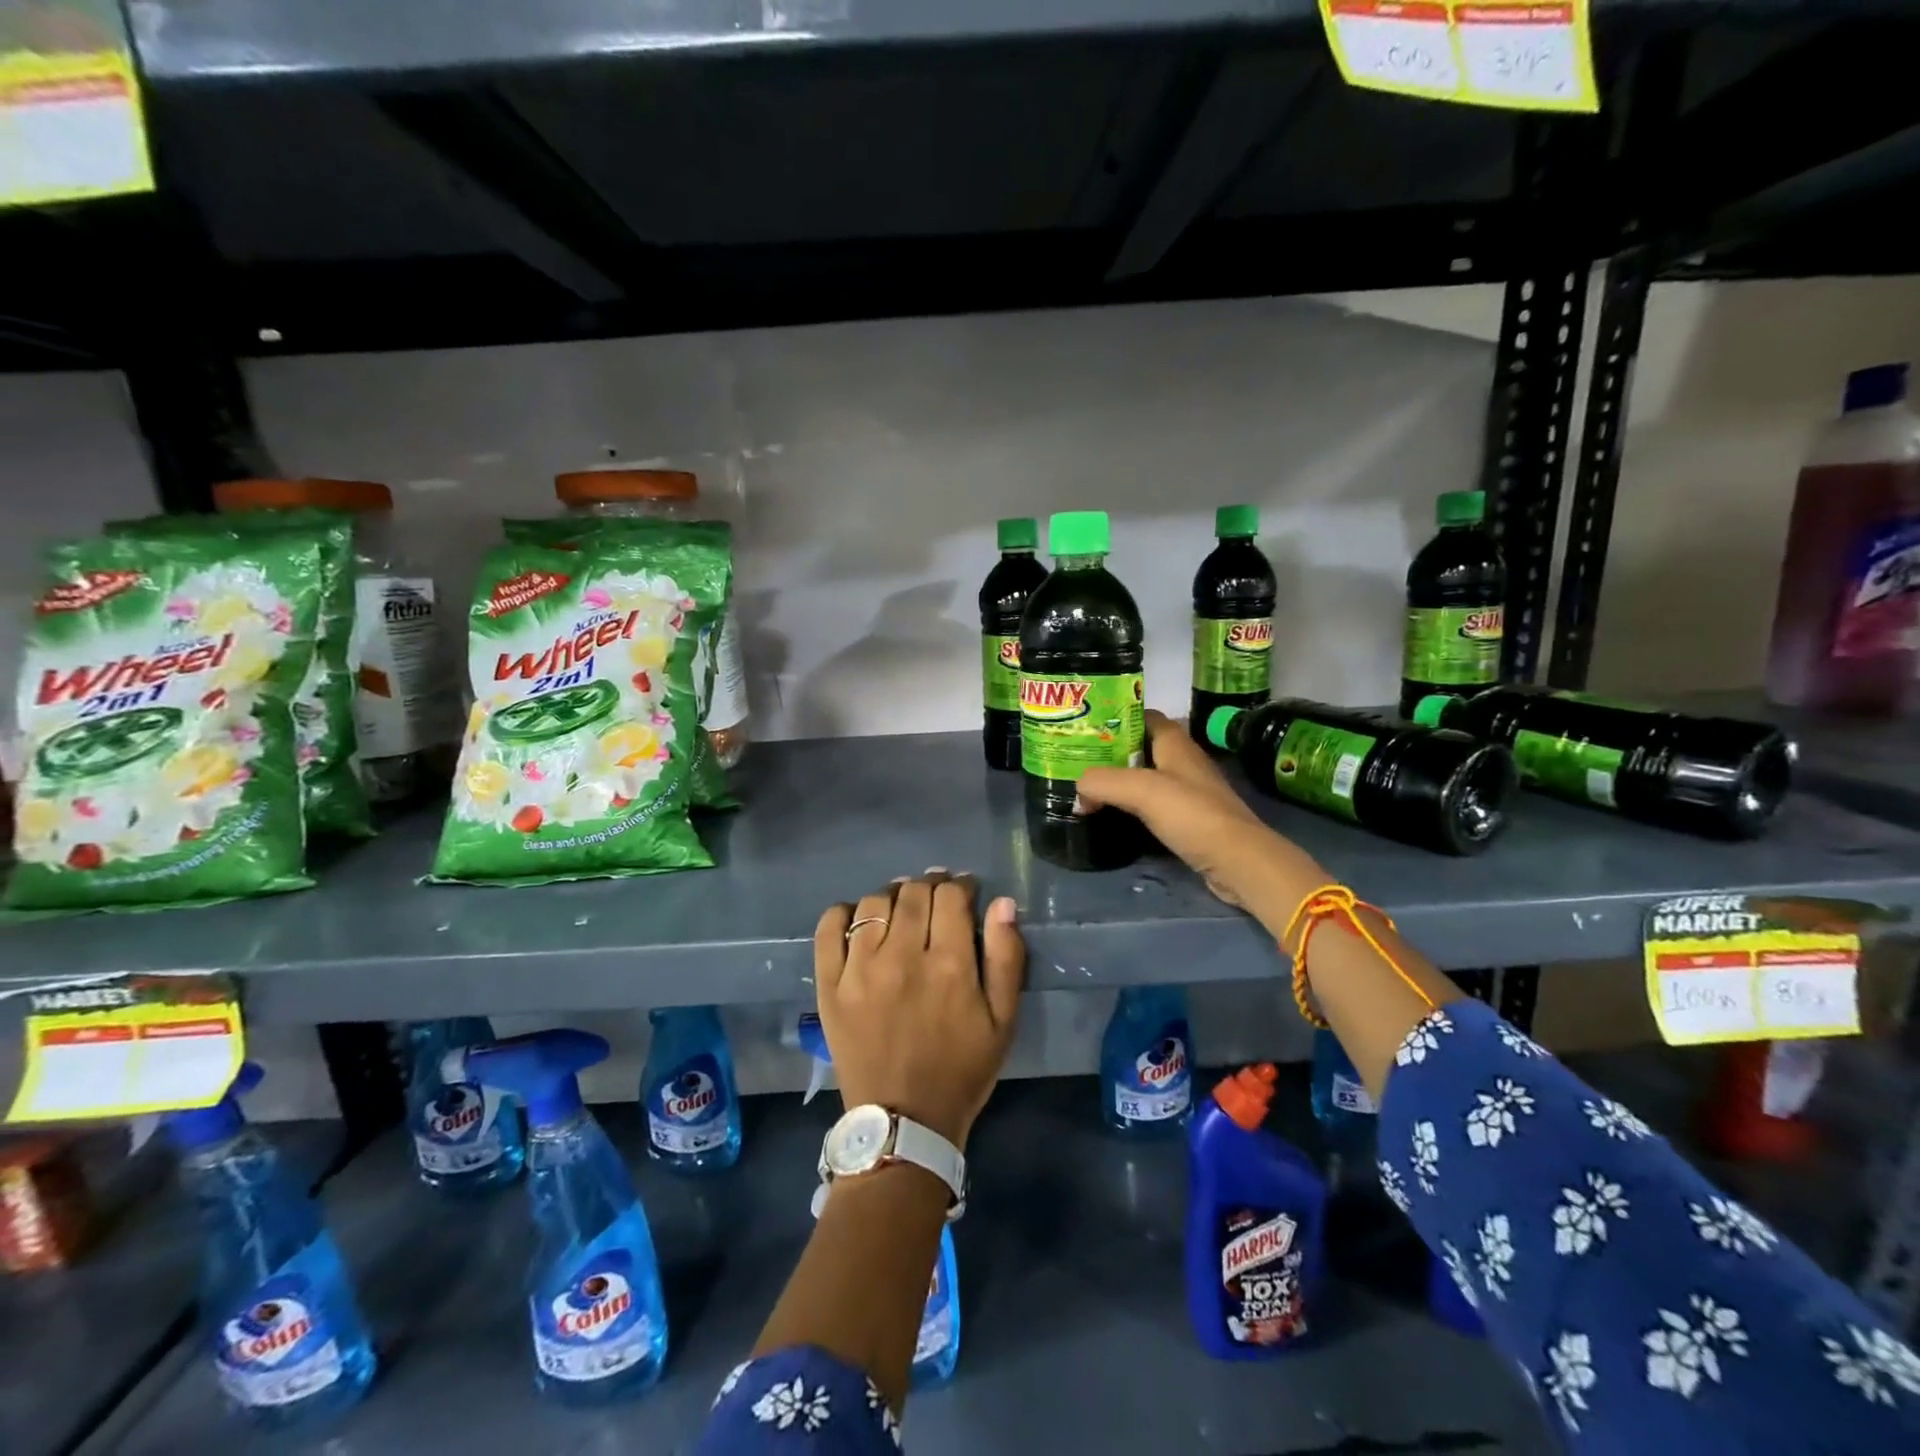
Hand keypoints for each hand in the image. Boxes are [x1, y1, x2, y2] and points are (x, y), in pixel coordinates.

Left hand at [813, 871, 1024, 1148]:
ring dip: (893, 897)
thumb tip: (1002, 903)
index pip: (951, 896)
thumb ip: (1007, 958)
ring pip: (874, 903)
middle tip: (935, 898)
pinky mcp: (830, 985)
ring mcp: (860, 970)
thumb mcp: (1003, 1021)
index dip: (961, 886)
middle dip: (930, 885)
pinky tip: (858, 920)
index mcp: (948, 965)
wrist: (903, 1123)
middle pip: (913, 892)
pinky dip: (843, 913)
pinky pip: (829, 928)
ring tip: (901, 910)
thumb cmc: (961, 1070)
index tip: (965, 892)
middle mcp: (902, 957)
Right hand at [1077, 710, 1323, 920]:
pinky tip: (1113, 816)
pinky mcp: (1189, 820)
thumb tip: (1078, 790)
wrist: (1238, 861)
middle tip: (1078, 761)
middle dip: (1111, 753)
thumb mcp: (1141, 790)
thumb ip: (1102, 781)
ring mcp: (1188, 793)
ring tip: (1088, 788)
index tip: (1086, 728)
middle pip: (1142, 749)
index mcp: (1176, 744)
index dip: (1117, 718)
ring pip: (1146, 778)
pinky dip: (1132, 807)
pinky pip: (1154, 805)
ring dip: (1120, 782)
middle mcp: (1183, 762)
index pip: (1144, 717)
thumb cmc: (1192, 814)